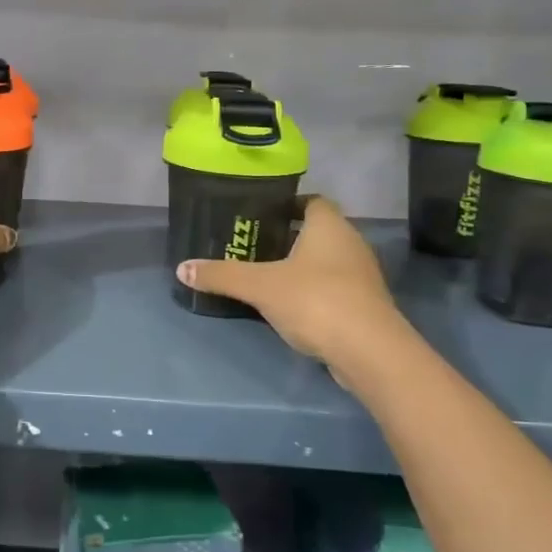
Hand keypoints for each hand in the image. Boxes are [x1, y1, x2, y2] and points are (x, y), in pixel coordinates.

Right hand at [178, 196, 400, 372]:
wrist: (369, 351)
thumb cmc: (315, 301)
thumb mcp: (260, 287)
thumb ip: (222, 276)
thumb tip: (182, 268)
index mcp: (329, 226)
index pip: (312, 201)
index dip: (288, 205)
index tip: (261, 215)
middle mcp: (351, 243)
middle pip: (318, 231)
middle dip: (288, 237)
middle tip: (254, 246)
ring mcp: (362, 276)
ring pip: (327, 261)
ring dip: (301, 266)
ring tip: (266, 275)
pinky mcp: (365, 305)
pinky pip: (334, 287)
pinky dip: (313, 291)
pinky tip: (290, 305)